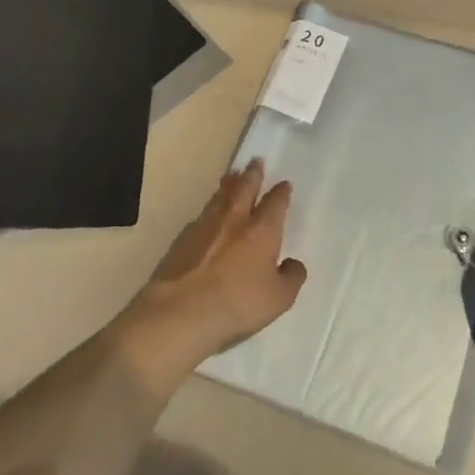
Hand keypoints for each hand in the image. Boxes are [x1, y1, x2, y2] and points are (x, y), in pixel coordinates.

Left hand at [126, 160, 305, 367]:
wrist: (180, 313)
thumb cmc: (237, 304)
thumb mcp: (279, 298)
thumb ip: (291, 277)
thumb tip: (293, 264)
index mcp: (262, 231)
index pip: (275, 203)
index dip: (281, 193)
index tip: (284, 184)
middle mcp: (235, 220)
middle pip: (245, 188)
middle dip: (253, 174)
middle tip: (256, 161)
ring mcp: (205, 227)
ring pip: (220, 197)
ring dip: (229, 184)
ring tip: (232, 175)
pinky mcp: (182, 239)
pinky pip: (201, 215)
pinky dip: (209, 208)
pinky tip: (208, 212)